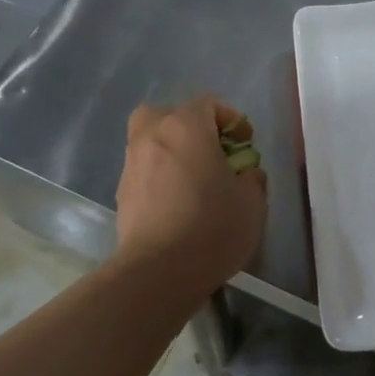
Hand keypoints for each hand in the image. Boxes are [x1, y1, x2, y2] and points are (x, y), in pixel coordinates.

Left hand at [114, 96, 266, 293]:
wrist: (159, 271)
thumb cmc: (212, 226)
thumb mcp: (251, 202)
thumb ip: (252, 178)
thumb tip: (245, 174)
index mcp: (186, 127)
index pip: (208, 104)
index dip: (231, 119)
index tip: (245, 143)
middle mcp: (152, 135)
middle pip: (169, 115)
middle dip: (191, 127)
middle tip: (211, 152)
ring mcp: (132, 164)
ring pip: (152, 142)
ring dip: (173, 152)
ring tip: (195, 180)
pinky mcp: (122, 192)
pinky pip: (145, 170)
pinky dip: (160, 176)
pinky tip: (177, 202)